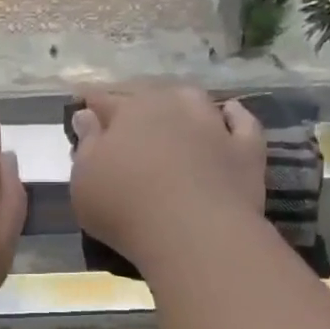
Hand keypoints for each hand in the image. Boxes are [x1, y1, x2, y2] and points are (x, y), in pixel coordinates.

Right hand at [69, 86, 266, 272]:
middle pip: (150, 95)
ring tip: (175, 113)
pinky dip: (233, 116)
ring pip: (194, 101)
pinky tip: (228, 115)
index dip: (91, 102)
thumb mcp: (85, 181)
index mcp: (129, 111)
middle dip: (136, 102)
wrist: (194, 233)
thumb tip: (87, 115)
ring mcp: (213, 125)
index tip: (83, 102)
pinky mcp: (246, 149)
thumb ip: (86, 145)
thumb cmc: (125, 207)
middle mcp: (172, 107)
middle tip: (127, 115)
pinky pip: (242, 122)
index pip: (103, 100)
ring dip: (182, 104)